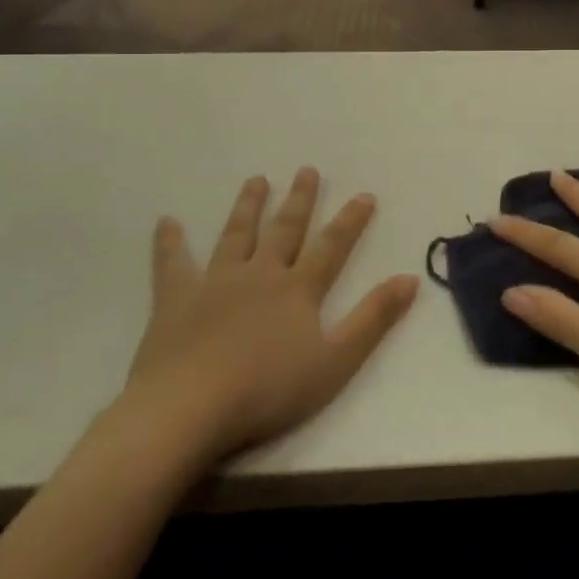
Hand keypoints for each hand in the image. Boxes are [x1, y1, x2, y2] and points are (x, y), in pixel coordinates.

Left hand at [120, 169, 418, 467]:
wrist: (190, 407)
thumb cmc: (269, 389)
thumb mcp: (336, 360)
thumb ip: (373, 318)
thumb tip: (410, 278)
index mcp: (298, 289)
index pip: (331, 246)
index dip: (350, 221)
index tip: (364, 195)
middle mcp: (260, 274)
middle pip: (284, 230)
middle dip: (299, 200)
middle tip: (307, 170)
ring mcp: (216, 283)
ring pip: (236, 235)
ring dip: (248, 206)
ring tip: (256, 180)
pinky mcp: (176, 300)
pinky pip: (172, 264)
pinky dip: (170, 243)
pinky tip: (167, 222)